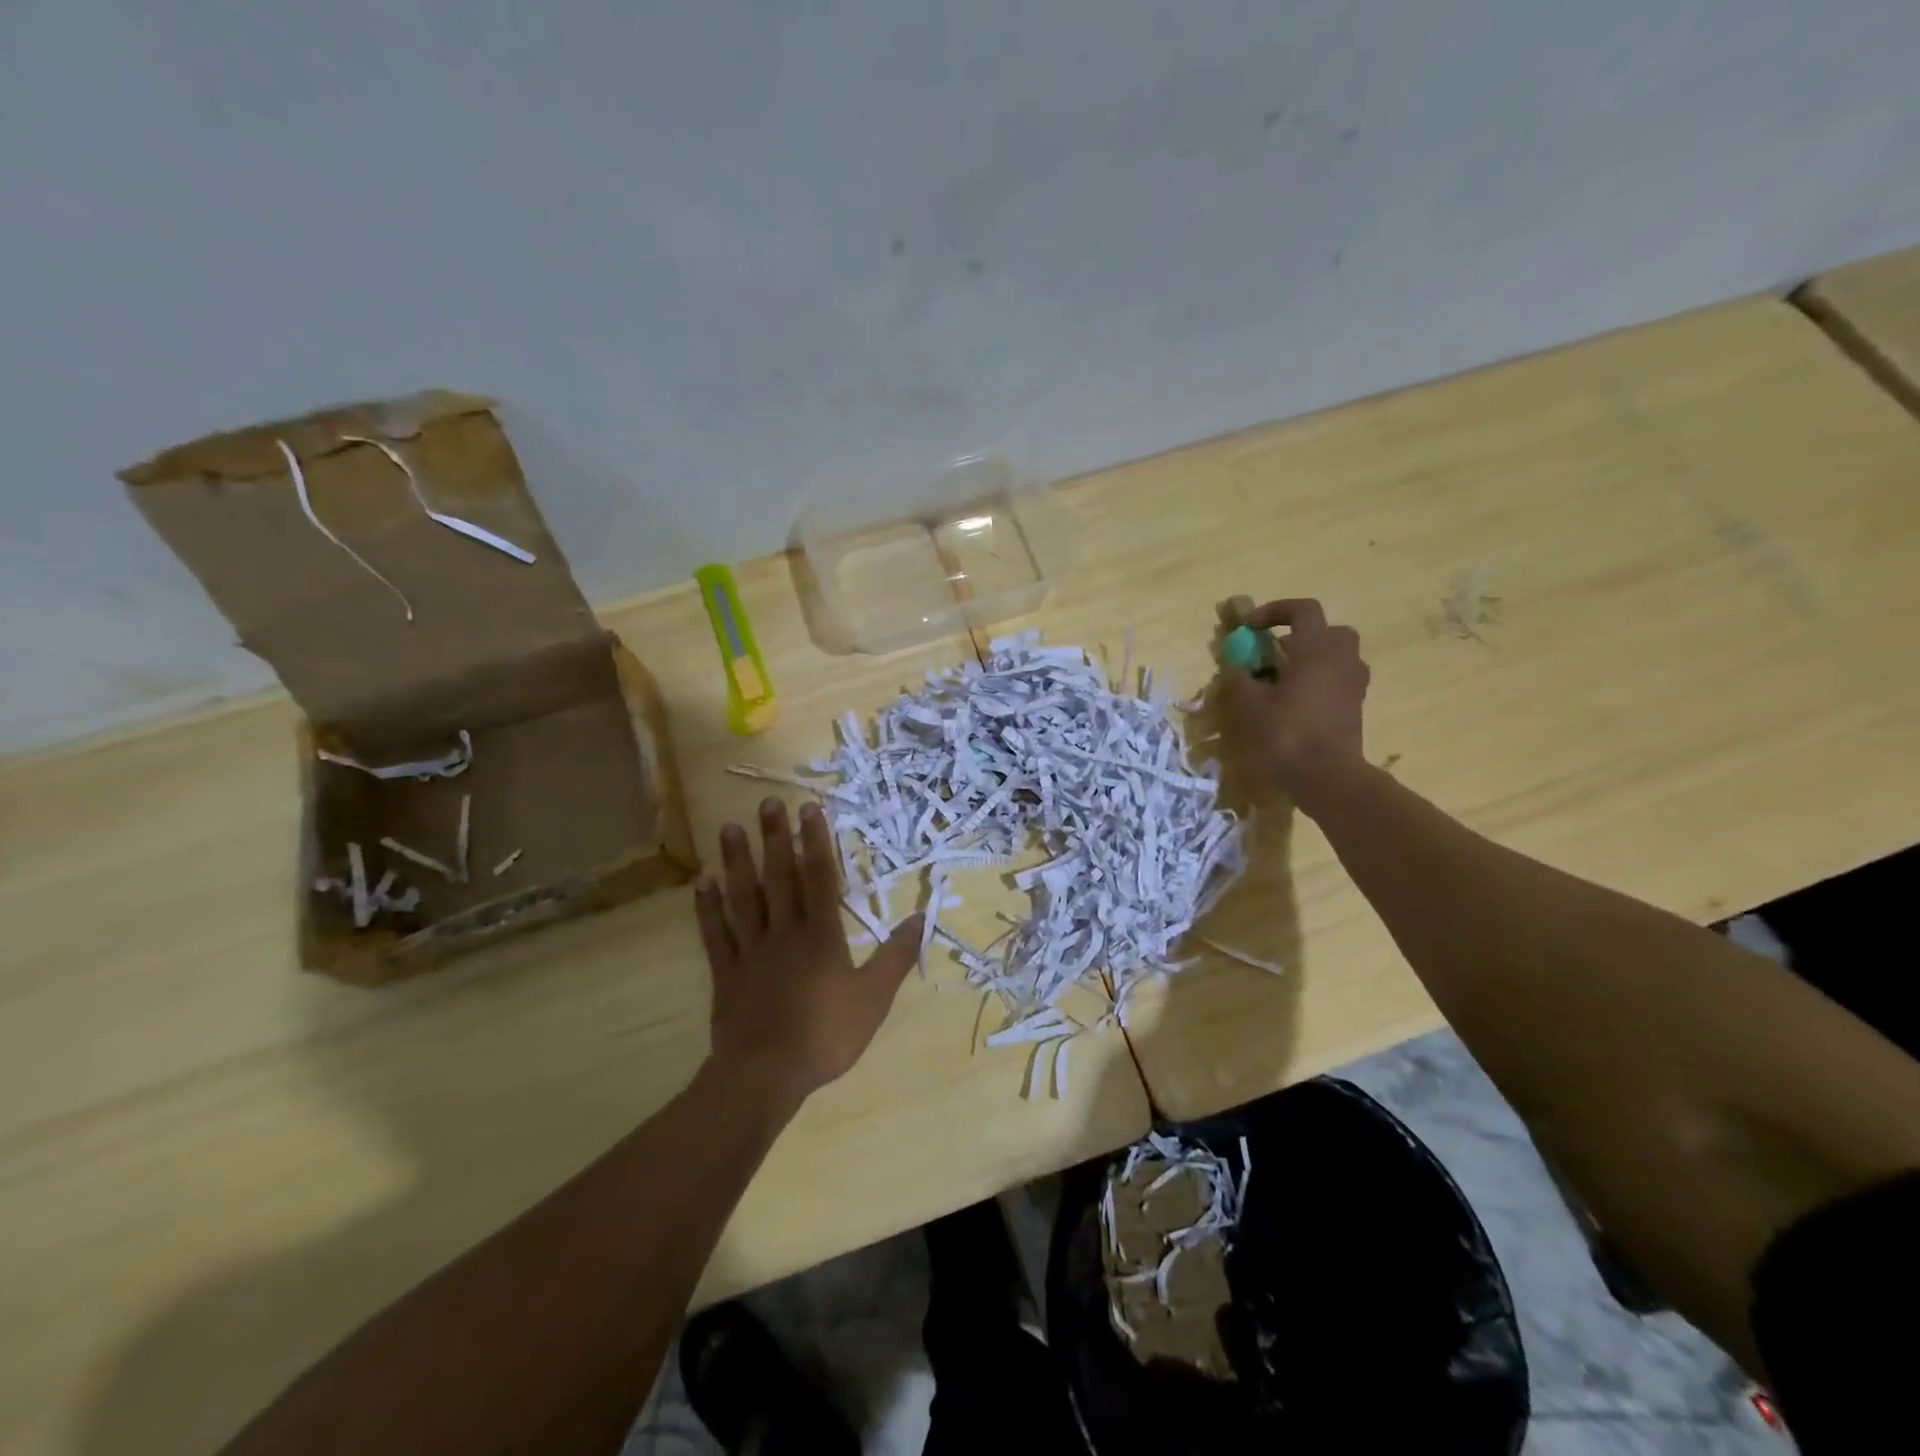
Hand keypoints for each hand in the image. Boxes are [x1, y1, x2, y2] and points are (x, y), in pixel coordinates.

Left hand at [694, 798, 922, 1107]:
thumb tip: (921, 917)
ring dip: (737, 862)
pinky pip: (714, 933)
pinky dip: (707, 907)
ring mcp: (750, 951)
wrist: (765, 1075)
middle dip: (775, 839)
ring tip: (729, 828)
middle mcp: (784, 932)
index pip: (819, 878)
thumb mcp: (874, 998)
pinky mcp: (726, 973)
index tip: (809, 809)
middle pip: (779, 877)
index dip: (816, 842)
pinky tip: (702, 882)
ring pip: (743, 897)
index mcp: (821, 936)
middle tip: (767, 803)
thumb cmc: (825, 1035)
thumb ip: (896, 956)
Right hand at [1220, 598, 1370, 802]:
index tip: (1250, 629)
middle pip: (1327, 631)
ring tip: (1280, 682)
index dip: (1274, 612)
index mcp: (1317, 649)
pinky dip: (1317, 683)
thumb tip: (1233, 661)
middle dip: (1299, 636)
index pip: (1303, 610)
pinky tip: (1293, 705)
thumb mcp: (1248, 704)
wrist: (1327, 778)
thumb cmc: (1285, 734)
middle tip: (1272, 654)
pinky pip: (1337, 681)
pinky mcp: (1355, 708)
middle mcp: (1342, 659)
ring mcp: (1353, 684)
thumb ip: (1238, 676)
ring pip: (1334, 657)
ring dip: (1309, 660)